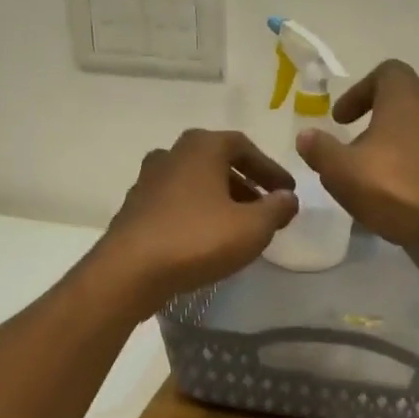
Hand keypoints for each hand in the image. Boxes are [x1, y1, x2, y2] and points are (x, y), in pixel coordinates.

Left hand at [97, 129, 297, 312]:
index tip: (287, 192)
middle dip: (246, 185)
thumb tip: (287, 197)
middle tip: (266, 210)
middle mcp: (172, 154)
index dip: (270, 169)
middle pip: (218, 164)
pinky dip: (198, 214)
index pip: (244, 147)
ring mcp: (148, 181)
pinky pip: (177, 205)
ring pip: (196, 184)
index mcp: (201, 147)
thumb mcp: (252, 227)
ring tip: (239, 227)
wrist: (131, 270)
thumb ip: (276, 209)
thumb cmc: (198, 239)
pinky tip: (207, 240)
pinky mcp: (135, 209)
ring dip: (221, 200)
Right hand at [295, 60, 418, 255]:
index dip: (360, 91)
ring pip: (415, 135)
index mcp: (405, 99)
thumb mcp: (340, 169)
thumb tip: (306, 136)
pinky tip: (389, 196)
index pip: (387, 73)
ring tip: (368, 176)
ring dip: (391, 149)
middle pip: (401, 106)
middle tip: (352, 147)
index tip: (340, 119)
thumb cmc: (390, 186)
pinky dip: (406, 170)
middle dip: (374, 123)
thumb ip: (320, 149)